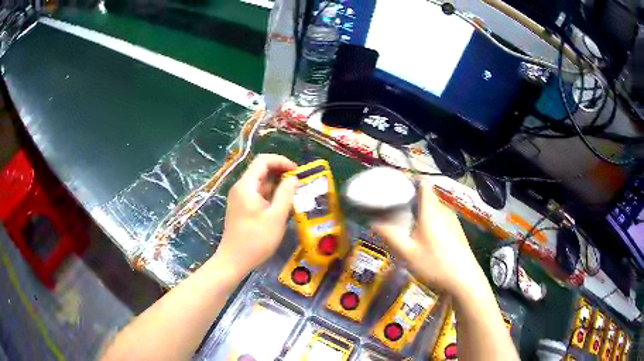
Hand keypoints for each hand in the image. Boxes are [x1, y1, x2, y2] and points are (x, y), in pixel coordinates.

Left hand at [212, 154, 298, 278]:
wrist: (234, 261)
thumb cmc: (256, 240)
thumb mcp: (276, 217)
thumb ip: (286, 194)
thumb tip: (294, 178)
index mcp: (246, 186)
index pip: (263, 161)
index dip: (282, 161)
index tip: (298, 172)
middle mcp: (241, 188)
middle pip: (261, 170)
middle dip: (281, 173)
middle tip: (299, 183)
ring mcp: (239, 198)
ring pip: (260, 183)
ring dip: (277, 185)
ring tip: (294, 195)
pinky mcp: (241, 208)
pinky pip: (257, 194)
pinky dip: (271, 195)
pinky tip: (282, 205)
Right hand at [373, 181, 486, 297]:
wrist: (464, 280)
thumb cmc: (435, 264)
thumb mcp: (407, 253)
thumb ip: (389, 236)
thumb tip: (372, 222)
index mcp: (431, 210)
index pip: (423, 183)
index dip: (409, 180)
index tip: (395, 188)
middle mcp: (444, 209)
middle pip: (426, 196)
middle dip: (411, 200)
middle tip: (395, 212)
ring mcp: (453, 220)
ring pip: (433, 208)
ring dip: (420, 212)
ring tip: (407, 226)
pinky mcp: (457, 230)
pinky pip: (440, 217)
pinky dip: (430, 221)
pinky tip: (425, 239)